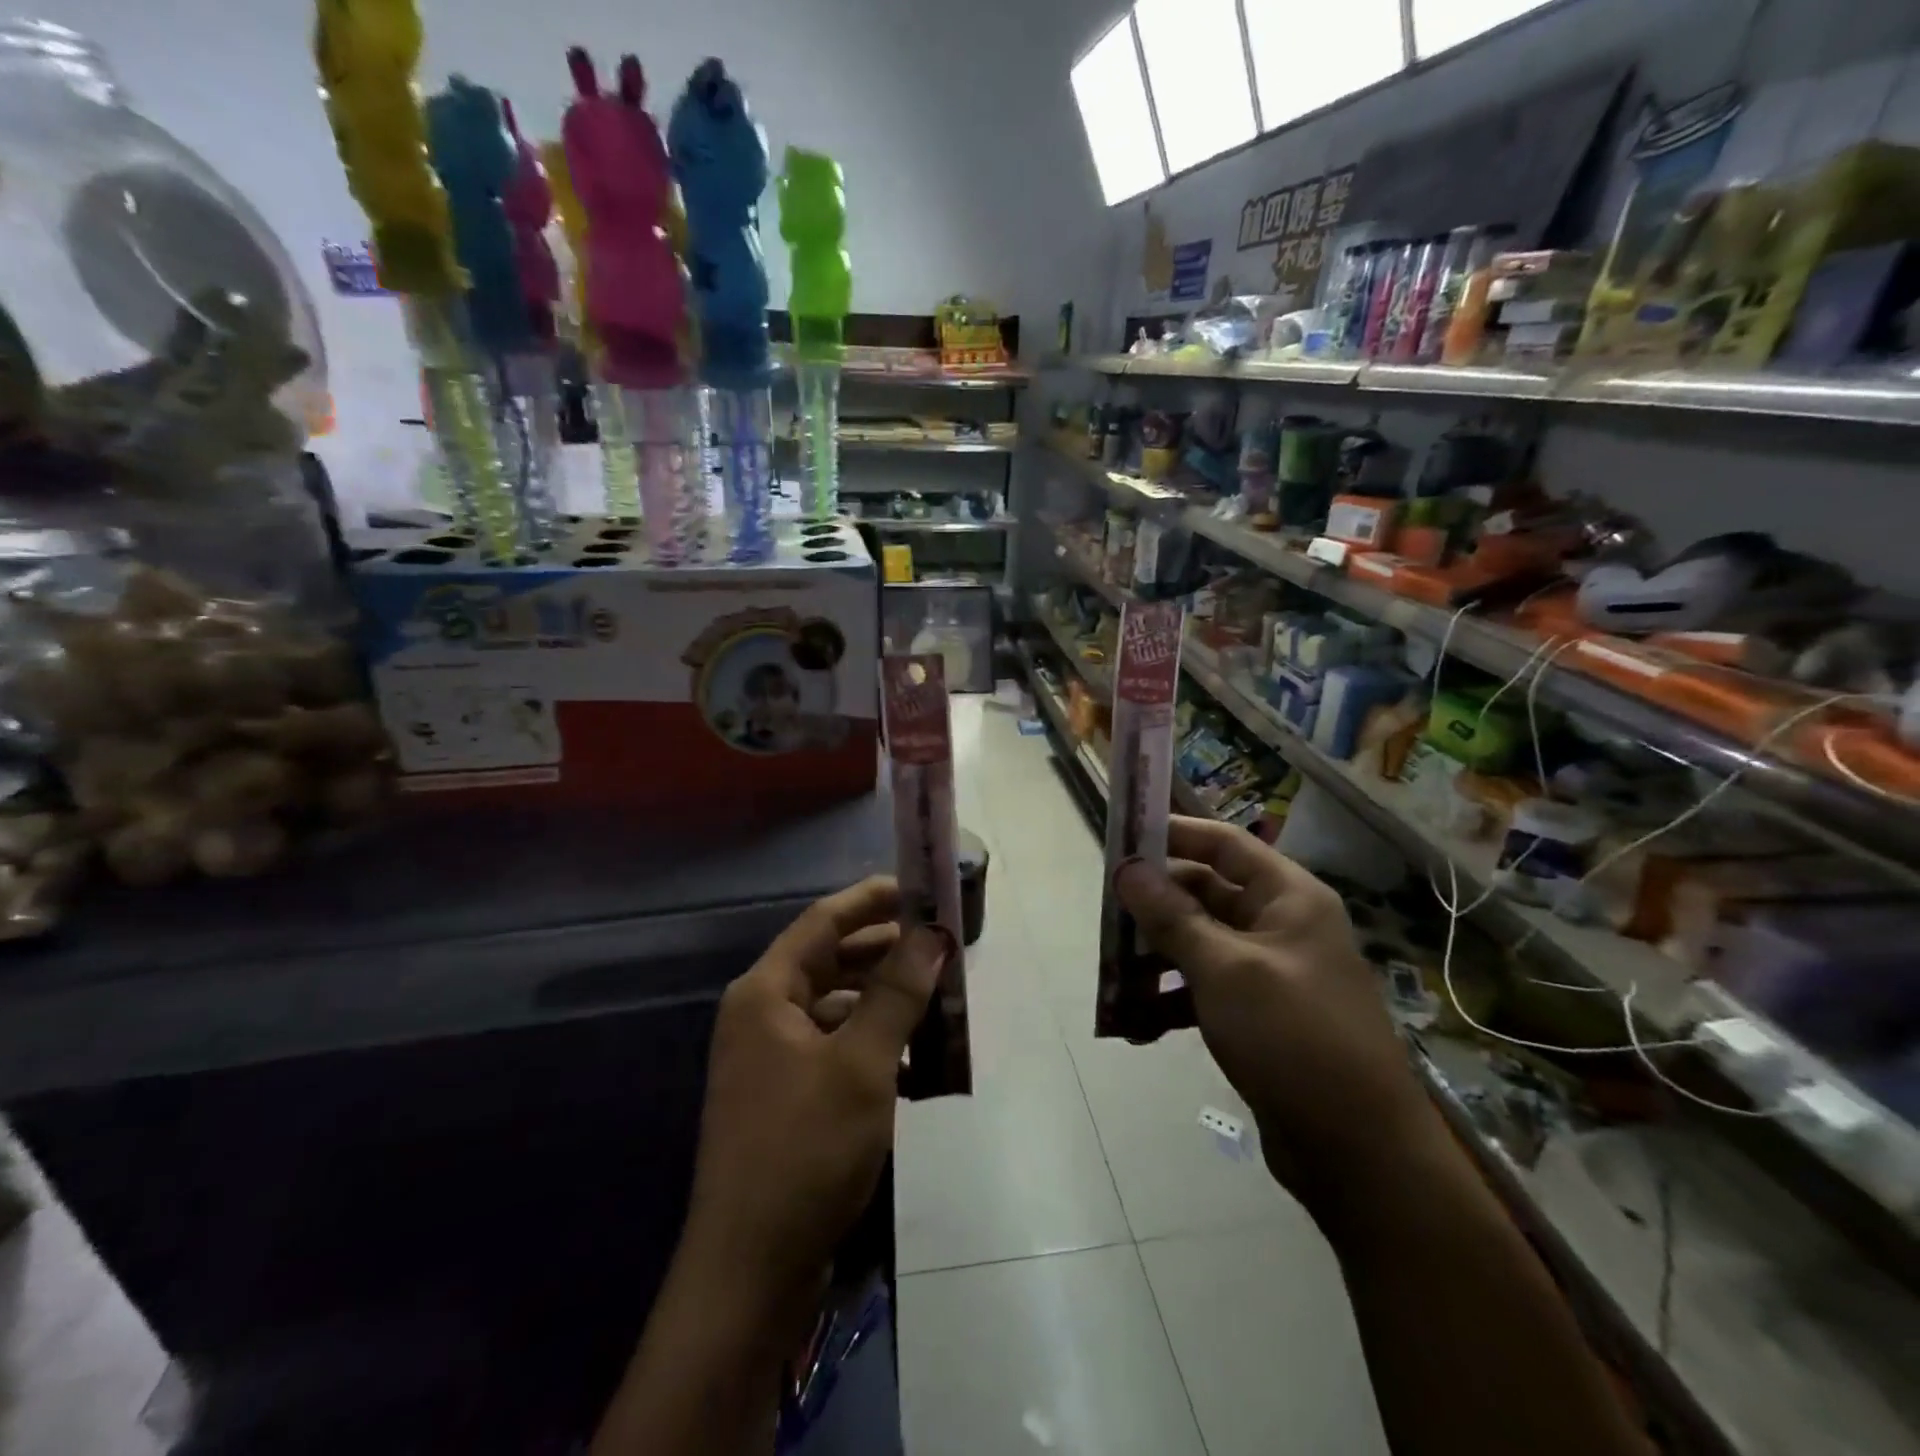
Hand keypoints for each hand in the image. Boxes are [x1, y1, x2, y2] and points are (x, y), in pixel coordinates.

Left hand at [680, 876, 949, 1310]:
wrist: (751, 1273)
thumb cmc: (805, 1150)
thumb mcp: (862, 1064)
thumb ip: (898, 993)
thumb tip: (932, 934)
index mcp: (766, 993)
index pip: (824, 922)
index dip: (872, 899)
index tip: (920, 888)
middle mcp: (763, 1016)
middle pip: (832, 962)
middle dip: (887, 953)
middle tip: (942, 946)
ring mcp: (772, 1059)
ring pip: (838, 1008)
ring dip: (887, 1003)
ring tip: (940, 1001)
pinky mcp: (787, 1098)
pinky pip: (837, 1049)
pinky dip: (875, 1046)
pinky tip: (918, 1065)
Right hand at [1116, 818, 1439, 1222]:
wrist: (1360, 1154)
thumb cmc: (1294, 1038)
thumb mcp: (1225, 970)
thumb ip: (1172, 916)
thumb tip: (1127, 867)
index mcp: (1288, 898)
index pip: (1223, 844)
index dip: (1173, 834)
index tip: (1120, 839)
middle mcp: (1279, 926)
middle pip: (1203, 895)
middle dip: (1153, 909)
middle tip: (1104, 920)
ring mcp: (1269, 973)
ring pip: (1197, 945)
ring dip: (1155, 961)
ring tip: (1114, 981)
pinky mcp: (1258, 1016)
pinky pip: (1204, 990)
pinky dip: (1171, 1002)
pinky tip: (1137, 1027)